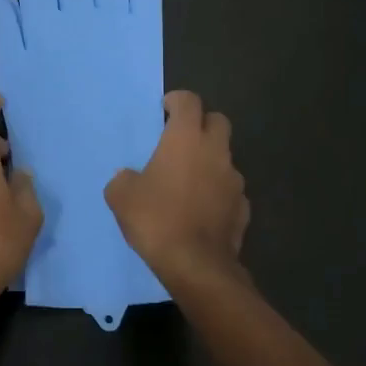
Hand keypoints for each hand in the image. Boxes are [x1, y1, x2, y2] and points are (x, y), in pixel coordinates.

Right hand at [104, 90, 249, 289]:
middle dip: (201, 124)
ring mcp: (234, 180)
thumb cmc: (156, 219)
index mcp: (186, 139)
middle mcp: (215, 151)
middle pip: (217, 121)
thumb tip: (129, 177)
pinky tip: (202, 210)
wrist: (196, 265)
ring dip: (209, 161)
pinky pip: (230, 190)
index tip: (164, 111)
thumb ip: (124, 178)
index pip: (189, 101)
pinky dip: (217, 192)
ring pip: (225, 157)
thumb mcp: (121, 196)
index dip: (176, 101)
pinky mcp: (243, 207)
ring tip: (188, 182)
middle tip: (180, 141)